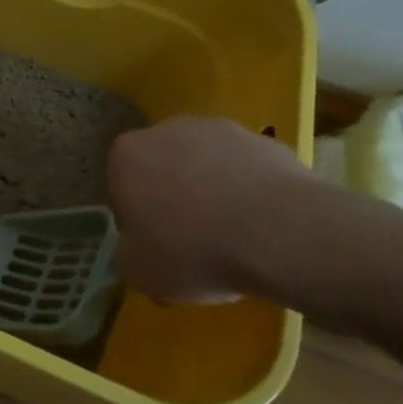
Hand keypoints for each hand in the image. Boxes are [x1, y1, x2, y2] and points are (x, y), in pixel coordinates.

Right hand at [107, 116, 313, 304]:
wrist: (282, 234)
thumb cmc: (193, 251)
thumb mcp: (139, 272)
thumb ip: (128, 256)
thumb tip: (137, 252)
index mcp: (126, 155)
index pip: (120, 186)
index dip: (136, 219)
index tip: (155, 245)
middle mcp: (166, 131)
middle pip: (163, 168)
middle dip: (173, 198)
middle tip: (192, 241)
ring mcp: (219, 130)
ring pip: (206, 166)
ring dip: (213, 192)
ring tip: (235, 237)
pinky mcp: (266, 141)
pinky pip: (247, 171)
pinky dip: (251, 194)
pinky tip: (265, 227)